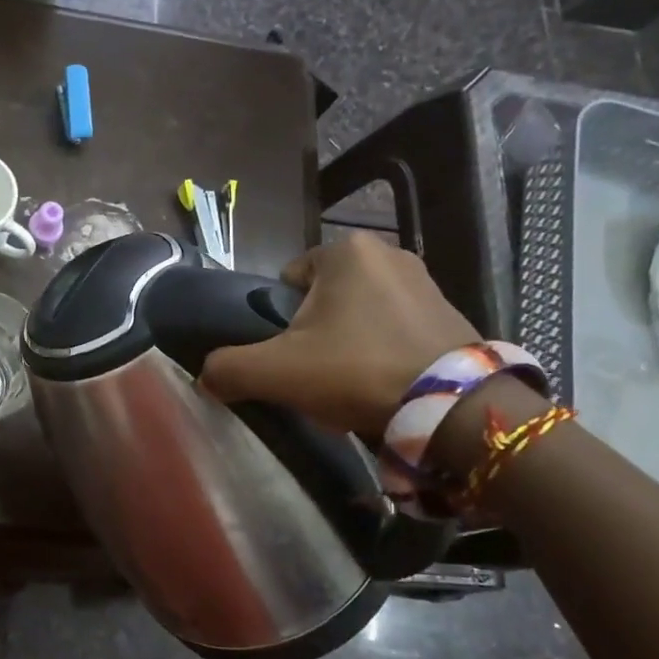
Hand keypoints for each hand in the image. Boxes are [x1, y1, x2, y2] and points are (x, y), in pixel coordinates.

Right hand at [198, 233, 476, 438]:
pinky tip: (383, 386)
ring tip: (351, 387)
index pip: (288, 281)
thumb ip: (229, 368)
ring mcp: (425, 281)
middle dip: (314, 335)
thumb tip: (205, 377)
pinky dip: (381, 353)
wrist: (453, 408)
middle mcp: (388, 252)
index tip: (290, 358)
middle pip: (323, 300)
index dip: (279, 322)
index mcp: (345, 250)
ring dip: (347, 346)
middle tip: (318, 376)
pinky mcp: (450, 311)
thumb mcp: (276, 372)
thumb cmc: (356, 372)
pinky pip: (394, 328)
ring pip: (358, 316)